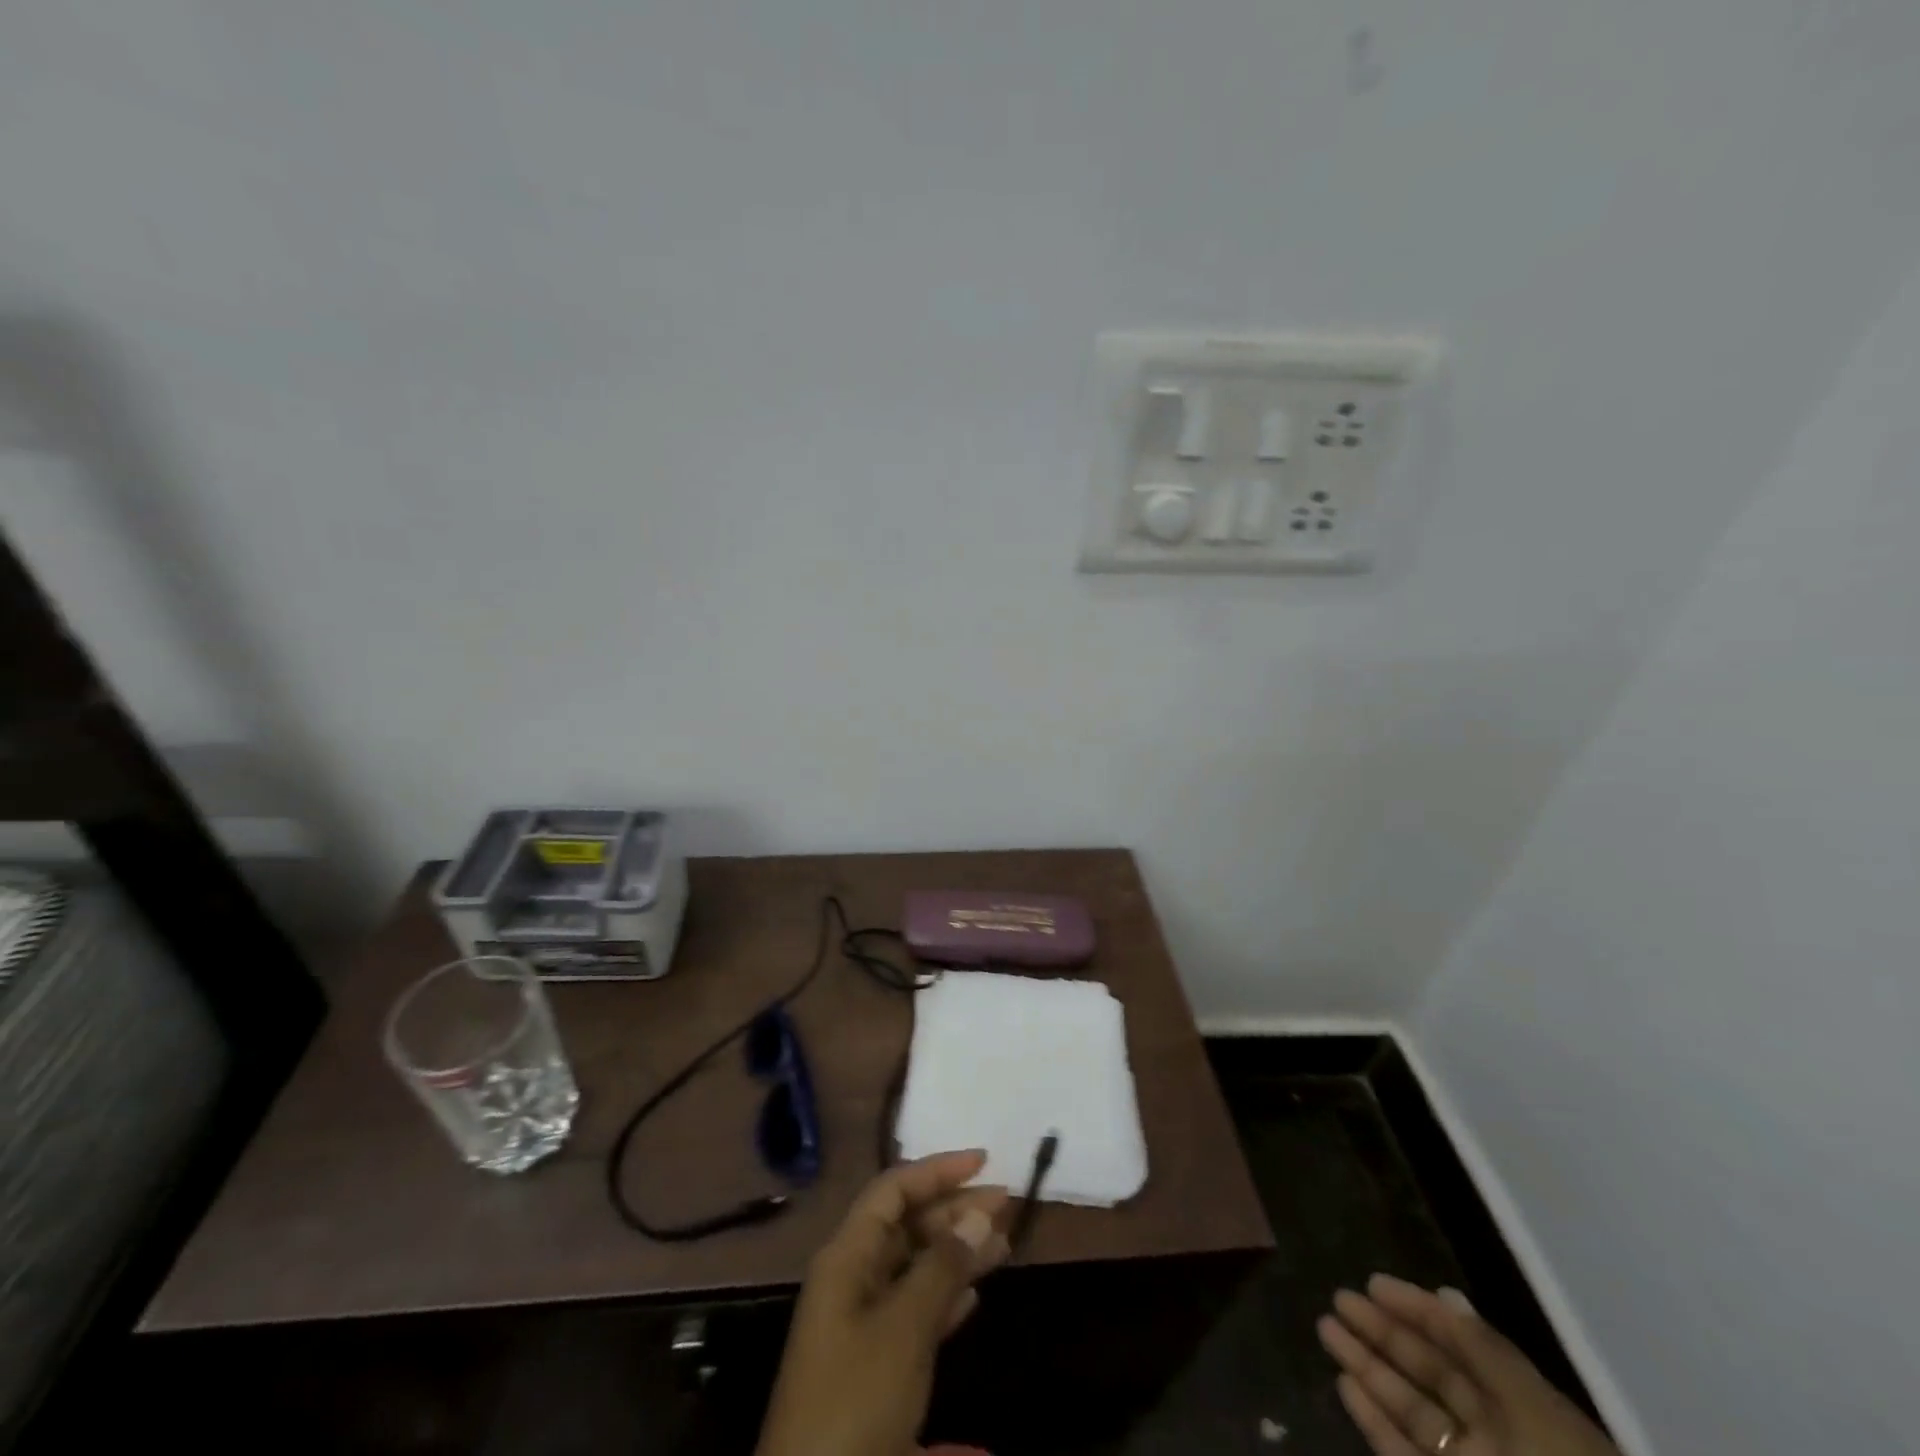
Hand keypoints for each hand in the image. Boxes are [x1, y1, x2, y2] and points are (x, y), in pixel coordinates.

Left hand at [756, 1151, 1010, 1455]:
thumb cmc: (855, 1398)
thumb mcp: (903, 1329)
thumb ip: (942, 1267)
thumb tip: (980, 1214)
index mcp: (847, 1255)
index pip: (893, 1189)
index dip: (937, 1169)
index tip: (984, 1161)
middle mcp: (852, 1276)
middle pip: (906, 1224)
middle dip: (954, 1209)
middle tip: (1006, 1204)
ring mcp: (861, 1321)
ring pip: (914, 1265)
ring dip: (956, 1251)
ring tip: (1003, 1243)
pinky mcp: (873, 1363)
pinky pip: (915, 1307)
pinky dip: (945, 1294)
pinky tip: (974, 1294)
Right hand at [1318, 1274, 1618, 1455]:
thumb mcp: (1537, 1414)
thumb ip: (1489, 1354)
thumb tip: (1446, 1295)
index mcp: (1527, 1410)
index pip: (1465, 1346)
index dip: (1421, 1310)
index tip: (1373, 1282)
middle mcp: (1498, 1435)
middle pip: (1432, 1372)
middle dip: (1384, 1332)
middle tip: (1339, 1298)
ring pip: (1411, 1408)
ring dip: (1368, 1368)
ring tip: (1326, 1329)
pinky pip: (1403, 1452)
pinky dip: (1372, 1420)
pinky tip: (1344, 1384)